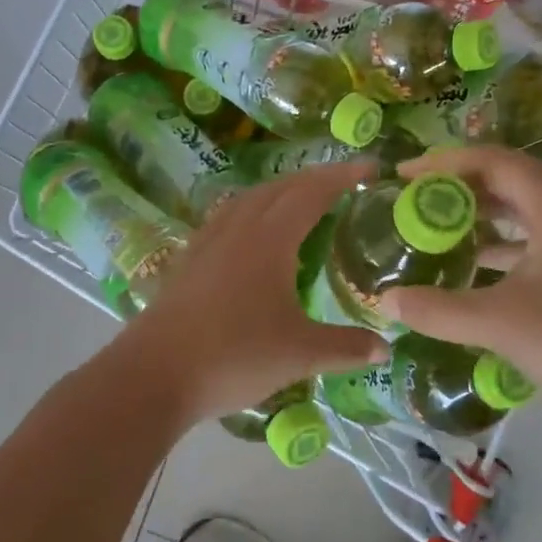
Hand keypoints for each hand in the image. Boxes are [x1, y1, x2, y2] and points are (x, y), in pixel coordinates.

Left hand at [115, 161, 389, 425]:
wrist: (155, 373)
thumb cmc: (234, 355)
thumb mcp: (300, 354)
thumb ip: (346, 347)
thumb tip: (386, 348)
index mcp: (270, 239)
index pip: (312, 192)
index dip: (342, 177)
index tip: (369, 167)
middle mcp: (239, 228)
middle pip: (280, 188)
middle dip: (314, 178)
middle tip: (343, 182)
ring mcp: (209, 241)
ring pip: (249, 198)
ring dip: (280, 191)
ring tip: (301, 200)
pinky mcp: (189, 259)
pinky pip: (228, 217)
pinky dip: (252, 210)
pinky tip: (252, 233)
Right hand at [377, 146, 541, 418]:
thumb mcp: (501, 323)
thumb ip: (439, 310)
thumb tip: (385, 300)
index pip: (494, 161)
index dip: (446, 162)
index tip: (405, 176)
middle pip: (511, 184)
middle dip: (461, 190)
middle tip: (416, 204)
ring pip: (528, 216)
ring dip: (484, 221)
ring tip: (439, 234)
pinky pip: (541, 245)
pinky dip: (507, 251)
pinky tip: (479, 275)